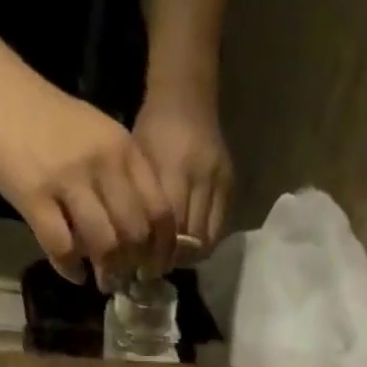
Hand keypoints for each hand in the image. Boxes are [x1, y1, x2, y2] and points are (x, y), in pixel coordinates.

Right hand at [0, 62, 175, 288]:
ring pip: (104, 244)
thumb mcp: (100, 139)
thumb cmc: (50, 123)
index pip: (160, 211)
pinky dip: (71, 268)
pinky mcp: (34, 196)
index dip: (162, 250)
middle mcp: (103, 163)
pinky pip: (62, 247)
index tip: (153, 269)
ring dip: (107, 273)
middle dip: (133, 266)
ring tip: (103, 281)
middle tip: (125, 279)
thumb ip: (123, 180)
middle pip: (135, 234)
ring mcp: (68, 179)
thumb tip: (143, 238)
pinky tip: (73, 272)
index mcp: (124, 150)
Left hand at [132, 90, 231, 255]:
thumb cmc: (153, 130)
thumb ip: (141, 204)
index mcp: (174, 168)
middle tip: (157, 268)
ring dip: (190, 255)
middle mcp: (202, 177)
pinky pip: (219, 229)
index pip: (170, 228)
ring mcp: (220, 182)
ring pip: (208, 239)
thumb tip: (136, 249)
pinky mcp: (231, 187)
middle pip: (191, 238)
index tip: (144, 267)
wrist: (187, 98)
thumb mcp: (138, 163)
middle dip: (174, 259)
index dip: (158, 253)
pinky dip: (204, 244)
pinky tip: (189, 247)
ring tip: (173, 259)